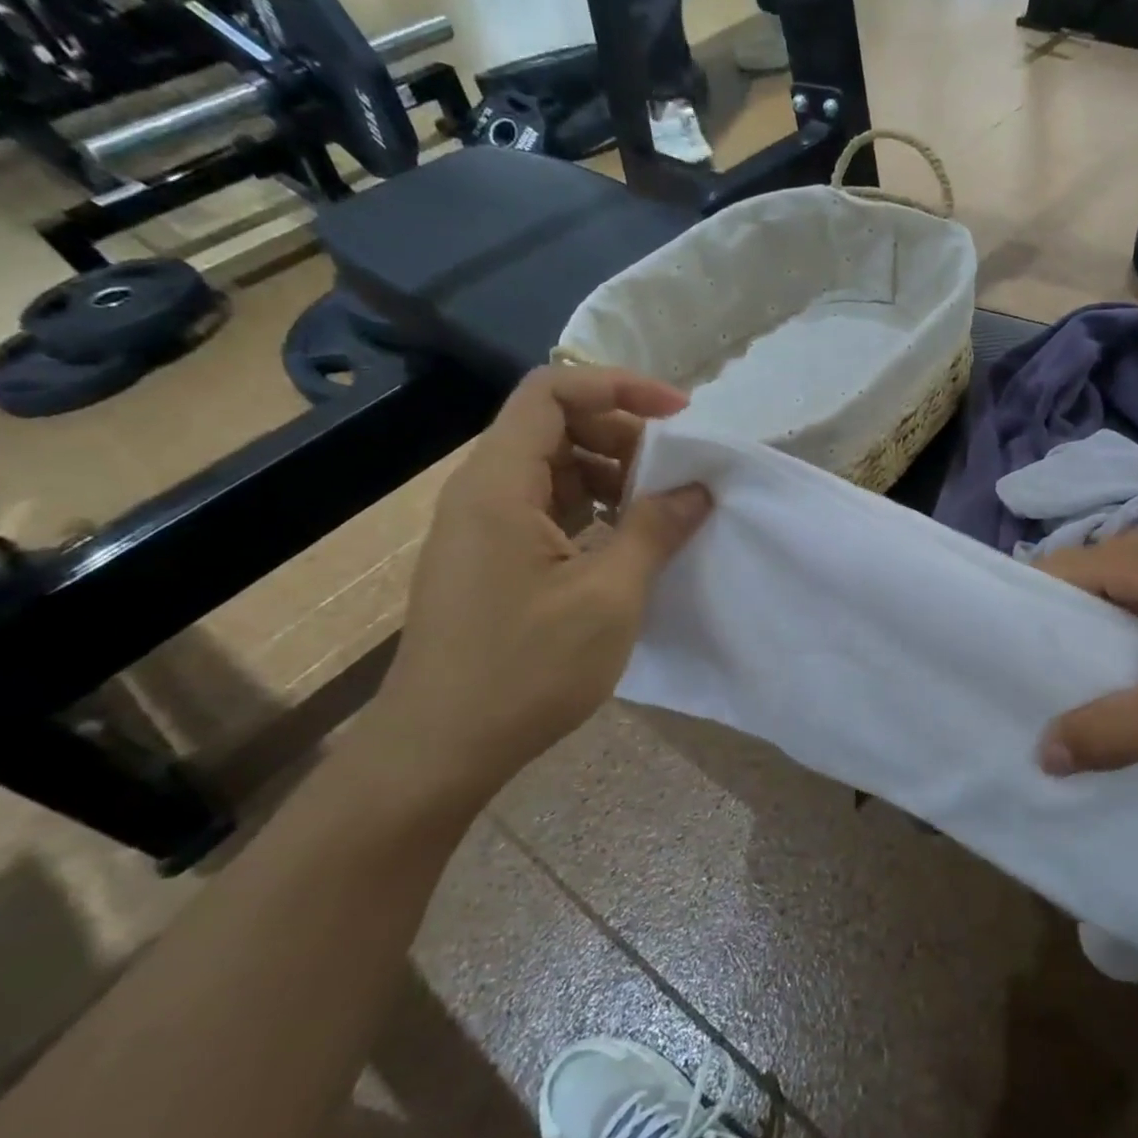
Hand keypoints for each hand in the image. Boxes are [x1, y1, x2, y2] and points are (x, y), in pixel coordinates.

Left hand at [368, 365, 709, 795]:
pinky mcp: (490, 560)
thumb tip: (697, 490)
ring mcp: (482, 528)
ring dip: (611, 474)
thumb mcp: (609, 597)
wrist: (440, 750)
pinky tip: (627, 543)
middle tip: (677, 472)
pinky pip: (545, 507)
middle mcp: (482, 492)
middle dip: (623, 433)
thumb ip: (656, 530)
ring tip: (660, 509)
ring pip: (552, 467)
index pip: (552, 391)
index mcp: (499, 485)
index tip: (679, 416)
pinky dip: (592, 508)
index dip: (618, 387)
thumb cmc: (525, 669)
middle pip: (553, 424)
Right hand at [1035, 523, 1137, 772]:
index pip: (1054, 574)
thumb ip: (1114, 732)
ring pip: (1133, 601)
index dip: (1026, 619)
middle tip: (1049, 698)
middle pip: (1091, 588)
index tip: (1009, 670)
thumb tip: (1044, 754)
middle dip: (1068, 640)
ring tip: (1101, 701)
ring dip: (1113, 646)